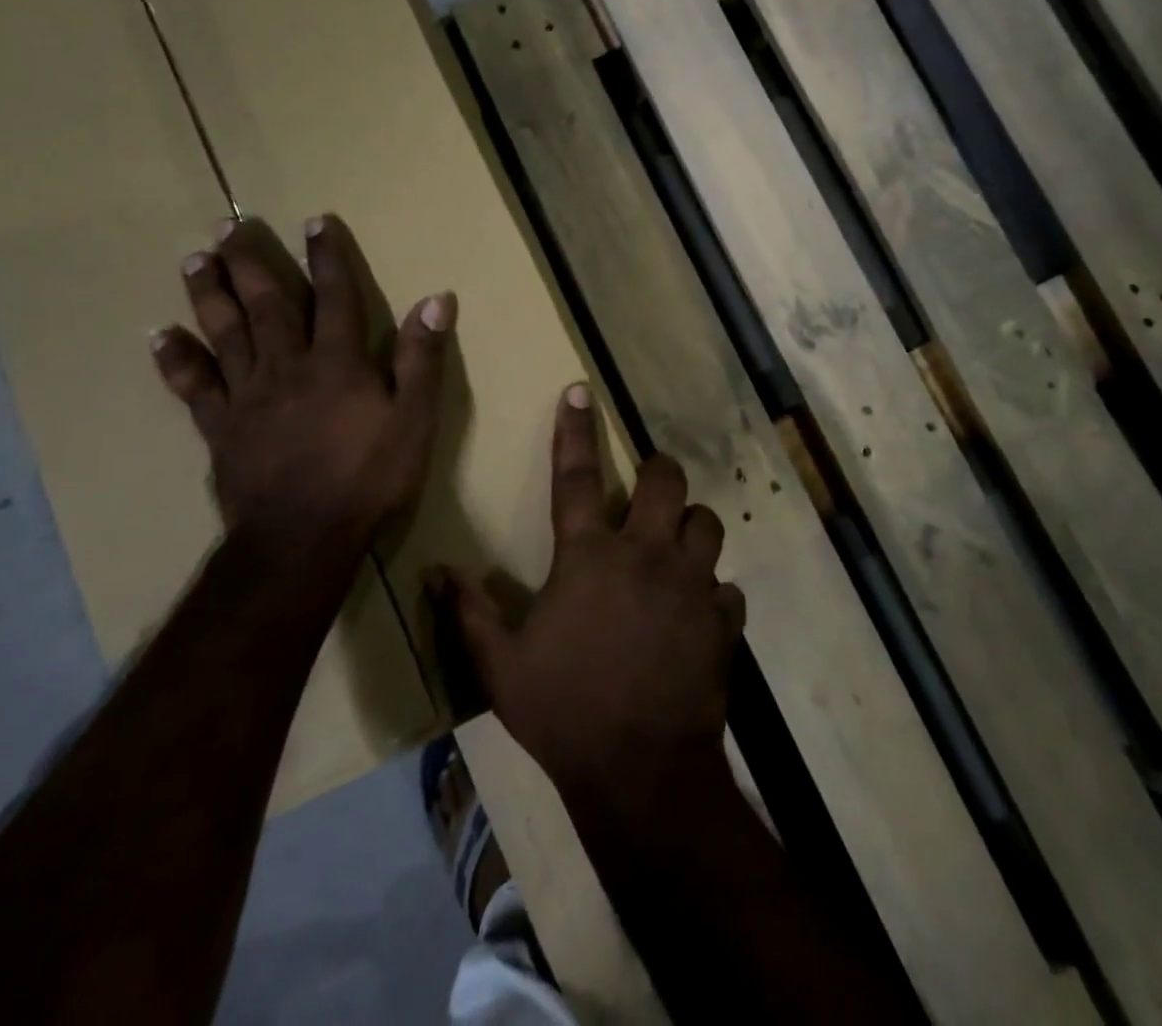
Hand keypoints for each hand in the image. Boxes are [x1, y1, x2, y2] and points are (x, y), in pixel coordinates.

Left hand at [152, 216, 454, 563]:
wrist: (303, 538)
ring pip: (224, 334)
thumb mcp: (415, 419)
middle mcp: (287, 366)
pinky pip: (193, 387)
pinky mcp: (220, 427)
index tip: (315, 221)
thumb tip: (437, 299)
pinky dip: (175, 360)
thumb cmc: (369, 477)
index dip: (327, 256)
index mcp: (337, 362)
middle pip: (267, 305)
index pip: (335, 296)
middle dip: (252, 262)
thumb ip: (422, 358)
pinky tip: (159, 337)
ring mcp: (247, 396)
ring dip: (209, 294)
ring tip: (195, 260)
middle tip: (231, 227)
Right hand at [433, 386, 745, 814]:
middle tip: (649, 489)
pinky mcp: (723, 618)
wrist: (641, 772)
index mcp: (589, 558)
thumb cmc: (565, 713)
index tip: (582, 390)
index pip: (574, 477)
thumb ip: (469, 613)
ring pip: (708, 524)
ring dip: (693, 529)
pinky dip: (713, 594)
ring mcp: (692, 584)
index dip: (575, 430)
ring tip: (677, 549)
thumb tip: (434, 571)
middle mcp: (646, 555)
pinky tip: (698, 615)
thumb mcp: (502, 668)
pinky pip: (726, 588)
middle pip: (666, 482)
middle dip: (659, 473)